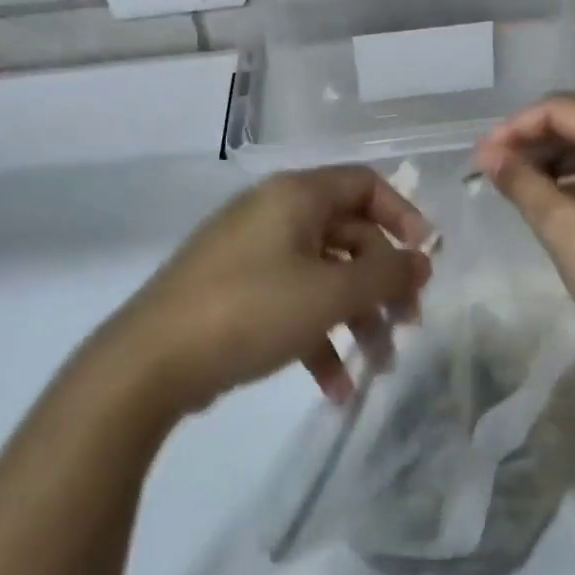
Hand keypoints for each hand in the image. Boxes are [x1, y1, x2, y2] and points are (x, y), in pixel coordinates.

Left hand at [98, 167, 431, 416]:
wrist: (149, 363)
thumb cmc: (251, 310)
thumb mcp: (330, 293)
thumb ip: (386, 274)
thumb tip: (422, 259)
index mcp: (296, 196)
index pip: (365, 185)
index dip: (404, 216)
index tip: (425, 259)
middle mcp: (275, 215)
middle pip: (348, 237)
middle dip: (382, 283)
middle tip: (407, 324)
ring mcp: (252, 255)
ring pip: (323, 276)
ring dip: (355, 319)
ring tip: (378, 367)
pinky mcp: (236, 293)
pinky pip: (291, 304)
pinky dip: (317, 338)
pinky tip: (334, 388)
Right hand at [474, 88, 574, 381]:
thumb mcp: (564, 231)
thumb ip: (523, 184)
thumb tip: (487, 155)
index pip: (564, 107)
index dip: (518, 126)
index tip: (485, 156)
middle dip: (545, 125)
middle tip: (510, 157)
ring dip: (567, 144)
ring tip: (528, 178)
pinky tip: (564, 193)